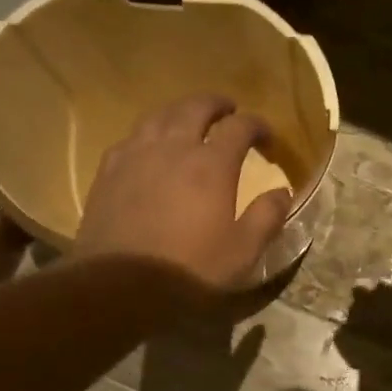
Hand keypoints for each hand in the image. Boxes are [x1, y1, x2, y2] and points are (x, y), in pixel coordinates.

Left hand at [73, 94, 291, 291]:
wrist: (119, 285)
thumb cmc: (189, 271)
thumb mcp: (242, 253)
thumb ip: (266, 218)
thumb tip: (282, 192)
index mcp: (212, 165)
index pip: (240, 128)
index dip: (257, 125)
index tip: (268, 137)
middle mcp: (174, 147)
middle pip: (196, 107)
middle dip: (217, 105)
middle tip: (229, 110)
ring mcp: (136, 155)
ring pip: (160, 115)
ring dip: (181, 112)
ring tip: (189, 120)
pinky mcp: (109, 170)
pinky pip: (132, 137)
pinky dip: (150, 133)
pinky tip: (150, 147)